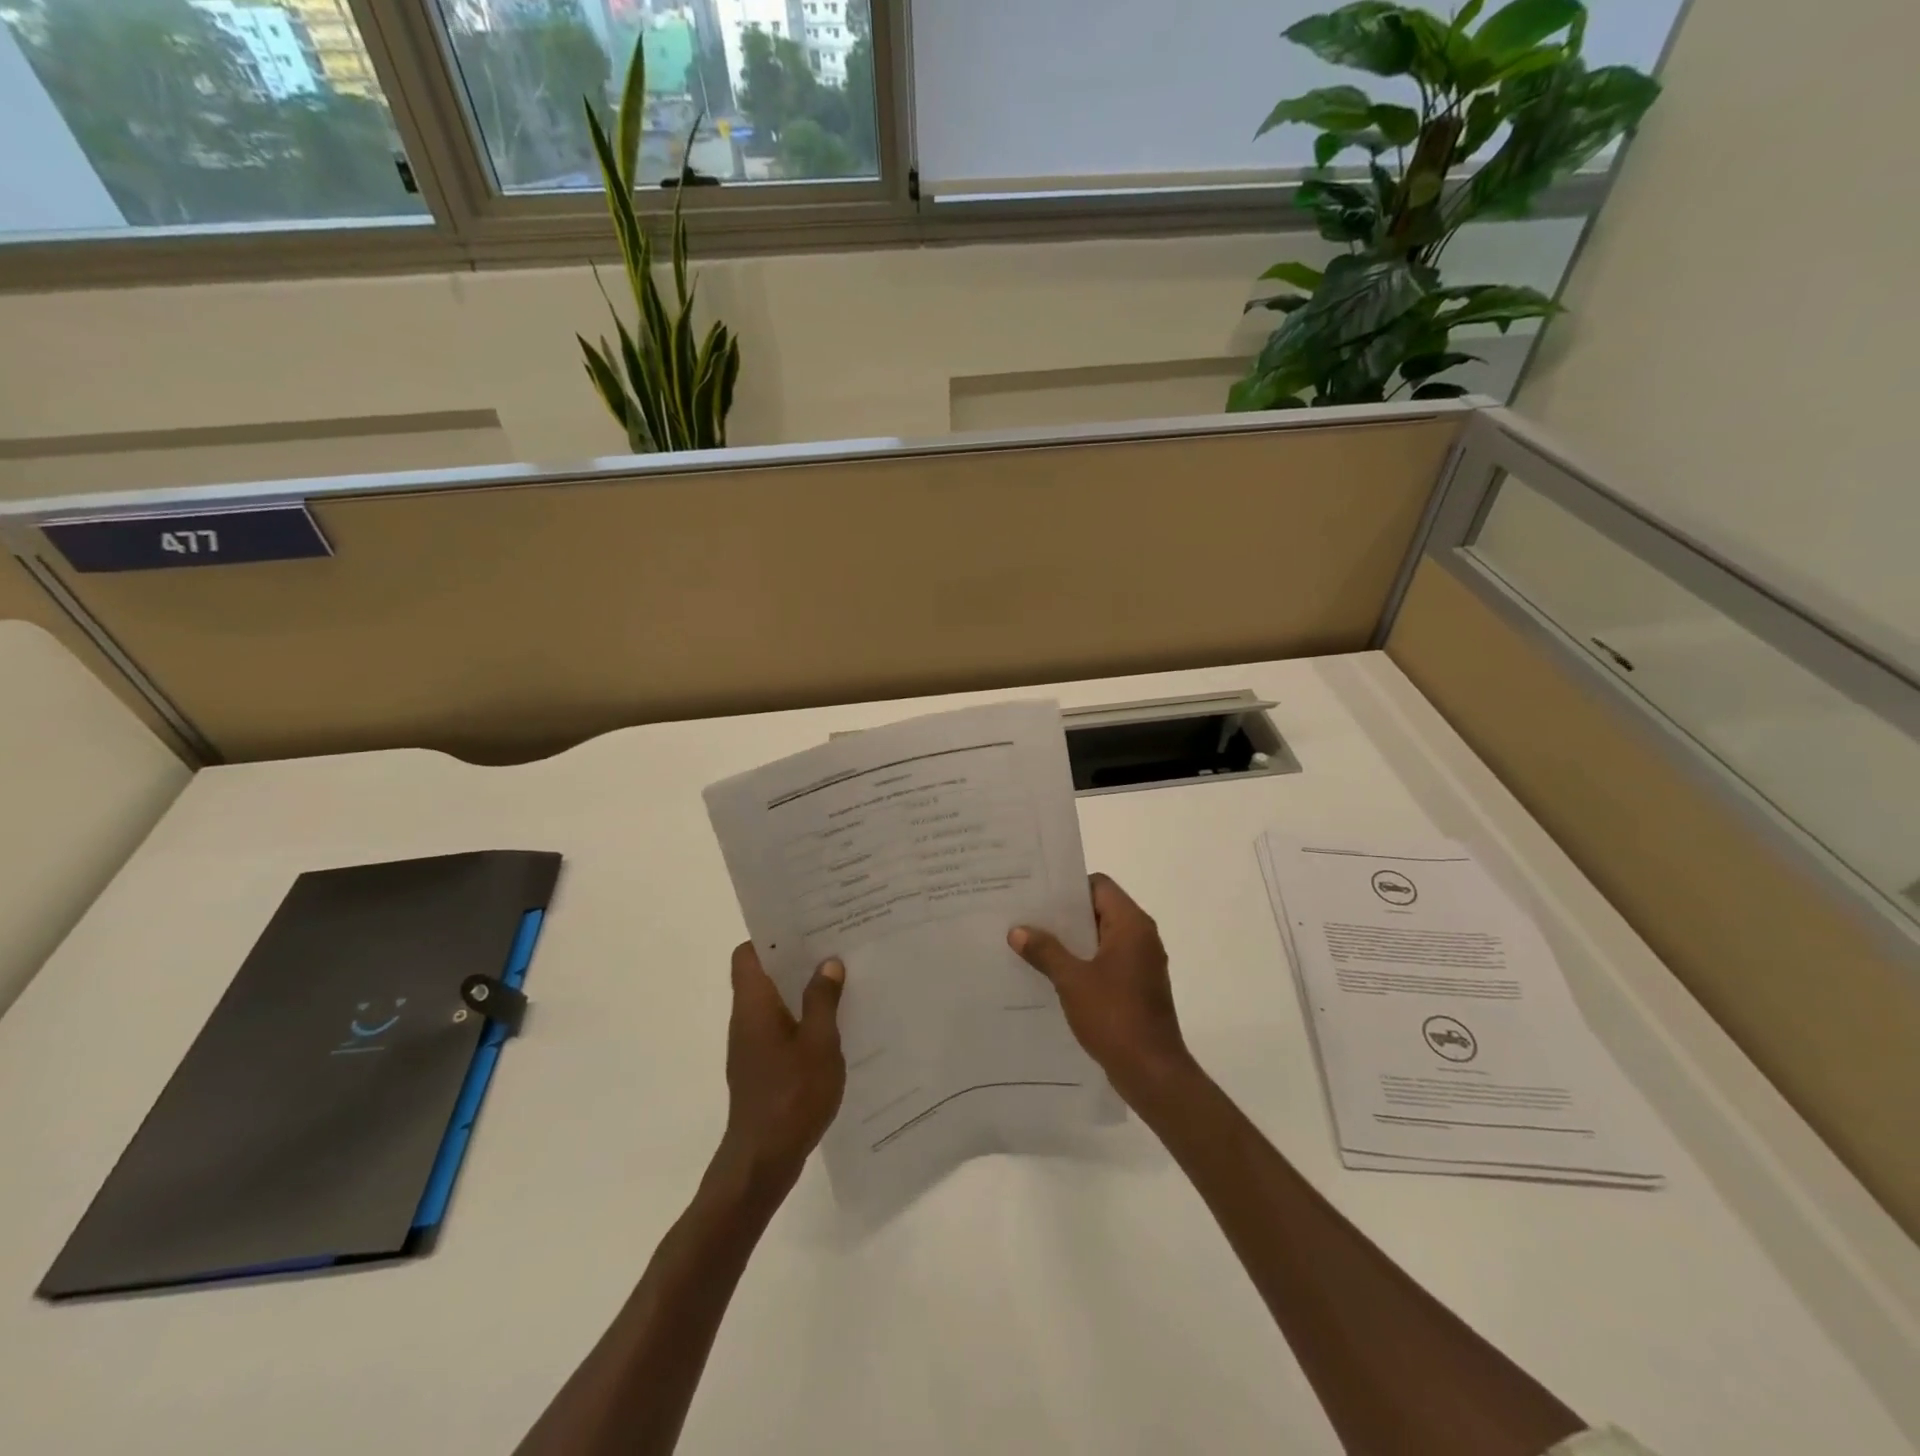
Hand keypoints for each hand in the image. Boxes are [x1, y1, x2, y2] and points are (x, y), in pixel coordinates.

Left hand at [712, 943, 845, 1198]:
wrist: (762, 1161)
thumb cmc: (791, 1095)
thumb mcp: (819, 1043)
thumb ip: (823, 999)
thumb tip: (827, 962)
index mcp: (754, 1004)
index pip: (747, 954)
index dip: (771, 935)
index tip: (805, 925)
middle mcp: (746, 1018)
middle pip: (764, 973)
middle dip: (796, 958)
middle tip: (834, 945)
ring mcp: (752, 1045)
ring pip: (774, 1001)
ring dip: (802, 988)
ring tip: (841, 977)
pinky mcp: (761, 1067)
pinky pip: (781, 1026)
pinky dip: (802, 1016)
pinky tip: (835, 1023)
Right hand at [1009, 873, 1192, 1106]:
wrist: (1152, 1072)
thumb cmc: (1115, 1017)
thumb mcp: (1072, 981)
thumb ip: (1045, 951)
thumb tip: (1017, 930)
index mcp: (1131, 925)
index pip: (1099, 885)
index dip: (1069, 887)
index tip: (1037, 895)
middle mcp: (1141, 936)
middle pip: (1099, 910)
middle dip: (1063, 915)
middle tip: (1026, 917)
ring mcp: (1141, 963)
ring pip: (1100, 938)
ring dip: (1071, 941)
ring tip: (1032, 944)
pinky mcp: (1137, 986)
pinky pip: (1105, 961)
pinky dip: (1082, 962)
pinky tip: (1052, 974)